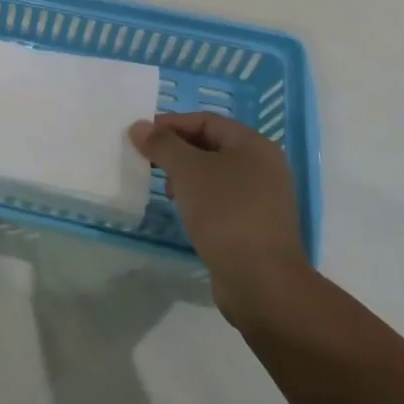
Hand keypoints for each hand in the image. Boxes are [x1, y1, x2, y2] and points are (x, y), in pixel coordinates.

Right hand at [129, 111, 311, 329]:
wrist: (262, 282)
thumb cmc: (225, 213)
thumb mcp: (188, 171)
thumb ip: (162, 144)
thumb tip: (139, 126)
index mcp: (254, 145)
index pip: (206, 120)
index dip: (171, 124)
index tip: (142, 136)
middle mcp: (263, 166)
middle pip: (211, 145)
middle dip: (177, 150)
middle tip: (148, 161)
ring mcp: (263, 198)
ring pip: (215, 174)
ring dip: (186, 175)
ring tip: (164, 189)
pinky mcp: (256, 225)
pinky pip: (222, 199)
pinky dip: (199, 198)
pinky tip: (183, 211)